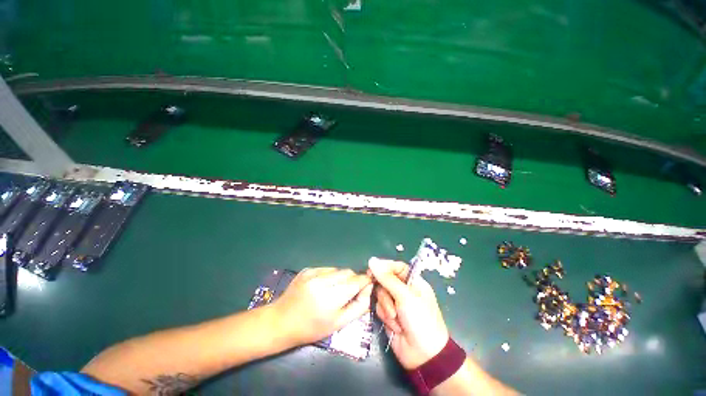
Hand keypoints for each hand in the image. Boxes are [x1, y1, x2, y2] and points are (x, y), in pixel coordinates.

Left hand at [272, 267, 372, 346]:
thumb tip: (369, 289)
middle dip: (353, 280)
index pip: (356, 281)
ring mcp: (313, 273)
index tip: (368, 284)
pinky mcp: (307, 269)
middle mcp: (322, 281)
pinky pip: (326, 269)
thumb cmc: (311, 328)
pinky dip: (330, 276)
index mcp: (330, 297)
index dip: (364, 281)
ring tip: (333, 291)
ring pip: (338, 269)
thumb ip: (358, 306)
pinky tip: (322, 287)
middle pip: (348, 272)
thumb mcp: (338, 324)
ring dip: (341, 278)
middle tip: (349, 292)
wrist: (281, 322)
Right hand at [368, 257, 448, 369]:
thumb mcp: (405, 296)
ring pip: (380, 294)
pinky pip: (379, 308)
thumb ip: (387, 278)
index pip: (396, 267)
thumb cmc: (420, 320)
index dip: (384, 267)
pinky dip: (385, 316)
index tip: (372, 270)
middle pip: (385, 280)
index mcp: (413, 282)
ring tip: (396, 318)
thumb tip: (372, 260)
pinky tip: (395, 326)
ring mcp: (396, 303)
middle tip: (390, 301)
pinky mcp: (389, 315)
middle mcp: (404, 290)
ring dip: (387, 307)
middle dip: (386, 293)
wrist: (423, 356)